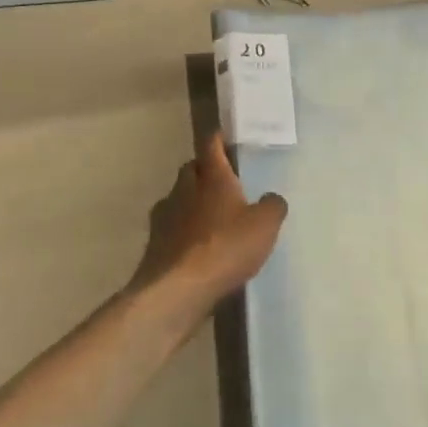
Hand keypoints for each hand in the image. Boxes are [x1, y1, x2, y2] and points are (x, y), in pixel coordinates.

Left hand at [131, 134, 287, 321]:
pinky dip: (183, 232)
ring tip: (212, 220)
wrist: (178, 289)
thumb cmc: (225, 246)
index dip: (218, 139)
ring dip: (192, 203)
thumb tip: (272, 199)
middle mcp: (184, 188)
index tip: (226, 137)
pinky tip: (197, 249)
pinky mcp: (154, 244)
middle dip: (205, 172)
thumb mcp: (265, 225)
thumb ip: (272, 206)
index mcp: (211, 176)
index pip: (210, 144)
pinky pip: (172, 229)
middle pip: (192, 170)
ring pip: (179, 199)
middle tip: (225, 184)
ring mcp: (164, 216)